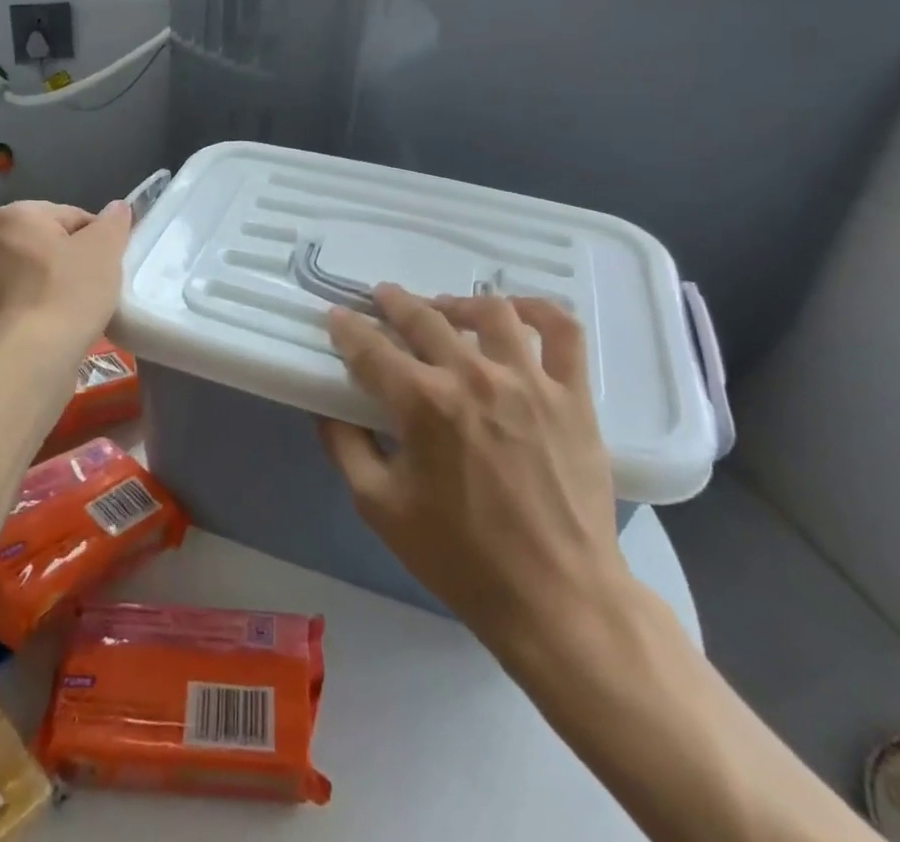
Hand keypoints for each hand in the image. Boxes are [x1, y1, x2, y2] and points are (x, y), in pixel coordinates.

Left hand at [0, 200, 131, 372]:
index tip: (109, 264)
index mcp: (16, 216)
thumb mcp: (104, 249)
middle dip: (79, 261)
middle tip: (100, 285)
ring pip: (42, 274)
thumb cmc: (68, 293)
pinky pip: (30, 301)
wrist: (31, 360)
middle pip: (55, 244)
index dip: (99, 239)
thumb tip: (118, 208)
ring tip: (84, 309)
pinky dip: (48, 308)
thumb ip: (114, 222)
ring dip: (64, 286)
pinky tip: (64, 326)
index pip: (74, 216)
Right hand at [319, 286, 632, 673]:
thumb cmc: (461, 558)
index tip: (336, 317)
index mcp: (423, 404)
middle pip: (424, 318)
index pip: (371, 348)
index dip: (347, 328)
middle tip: (381, 298)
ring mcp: (529, 381)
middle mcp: (473, 377)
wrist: (557, 600)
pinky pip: (562, 332)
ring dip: (457, 303)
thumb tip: (326, 407)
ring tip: (445, 309)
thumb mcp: (380, 508)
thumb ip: (345, 448)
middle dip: (394, 303)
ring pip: (491, 312)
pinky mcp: (572, 396)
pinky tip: (517, 310)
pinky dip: (540, 309)